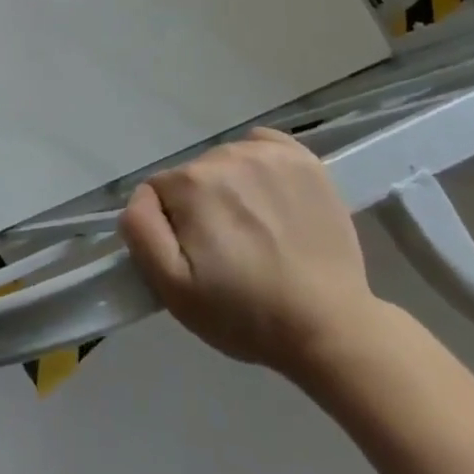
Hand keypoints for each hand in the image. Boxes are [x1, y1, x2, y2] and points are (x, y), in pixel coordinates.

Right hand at [120, 129, 382, 377]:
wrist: (332, 329)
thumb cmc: (247, 314)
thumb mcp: (173, 289)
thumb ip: (141, 230)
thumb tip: (141, 196)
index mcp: (191, 183)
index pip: (160, 192)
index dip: (174, 227)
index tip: (200, 259)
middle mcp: (224, 155)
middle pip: (194, 176)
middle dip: (202, 208)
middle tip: (230, 253)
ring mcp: (267, 153)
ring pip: (225, 162)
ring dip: (231, 189)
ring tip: (257, 233)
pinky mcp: (302, 157)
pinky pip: (261, 144)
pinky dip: (259, 164)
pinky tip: (272, 198)